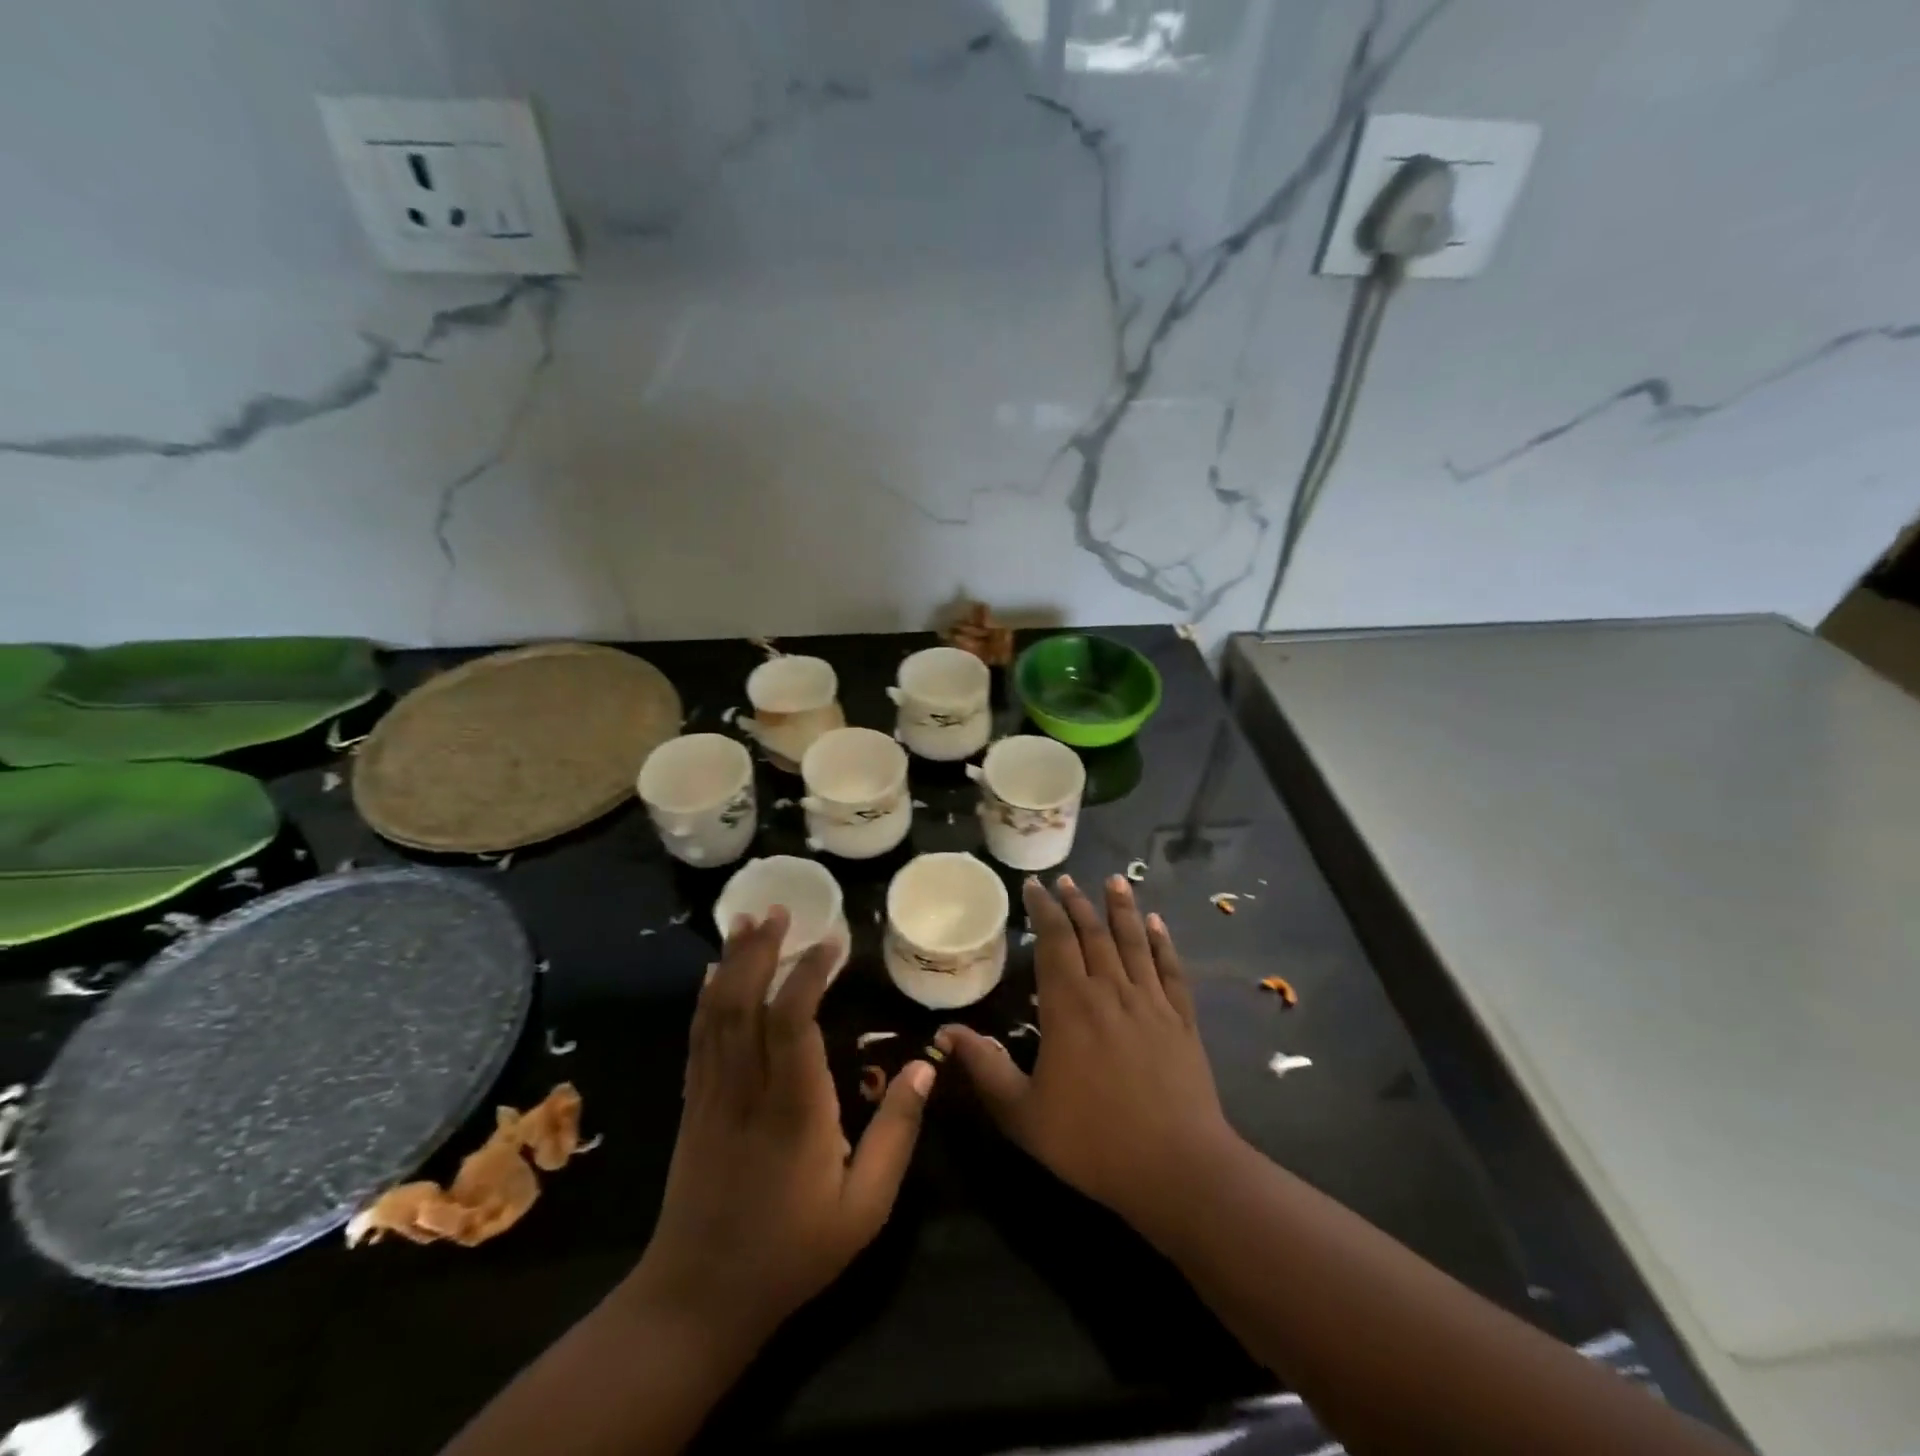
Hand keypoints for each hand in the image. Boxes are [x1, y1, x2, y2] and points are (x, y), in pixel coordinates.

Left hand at [632, 909, 934, 1351]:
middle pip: (745, 1003)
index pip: (792, 1022)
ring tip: (748, 920)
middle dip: (762, 950)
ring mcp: (711, 1095)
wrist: (697, 1299)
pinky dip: (707, 997)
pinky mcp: (693, 1105)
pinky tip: (714, 973)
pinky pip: (698, 1038)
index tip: (833, 939)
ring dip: (732, 962)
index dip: (809, 973)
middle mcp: (746, 1090)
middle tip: (781, 909)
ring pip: (717, 1013)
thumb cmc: (791, 1253)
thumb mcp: (863, 1208)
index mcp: (793, 1110)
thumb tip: (925, 1068)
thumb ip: (896, 1135)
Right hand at [936, 875, 1237, 1226]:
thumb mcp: (1023, 1113)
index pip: (1054, 941)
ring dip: (1121, 908)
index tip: (1034, 885)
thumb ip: (985, 1068)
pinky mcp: (1182, 1019)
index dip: (1043, 909)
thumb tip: (945, 1032)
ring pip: (1132, 941)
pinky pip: (1170, 969)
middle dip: (1076, 902)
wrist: (1177, 1169)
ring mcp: (1150, 1002)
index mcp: (1069, 1007)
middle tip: (1065, 879)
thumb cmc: (1092, 1142)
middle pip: (1092, 933)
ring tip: (1113, 880)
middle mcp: (1110, 991)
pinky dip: (1162, 942)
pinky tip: (1157, 923)